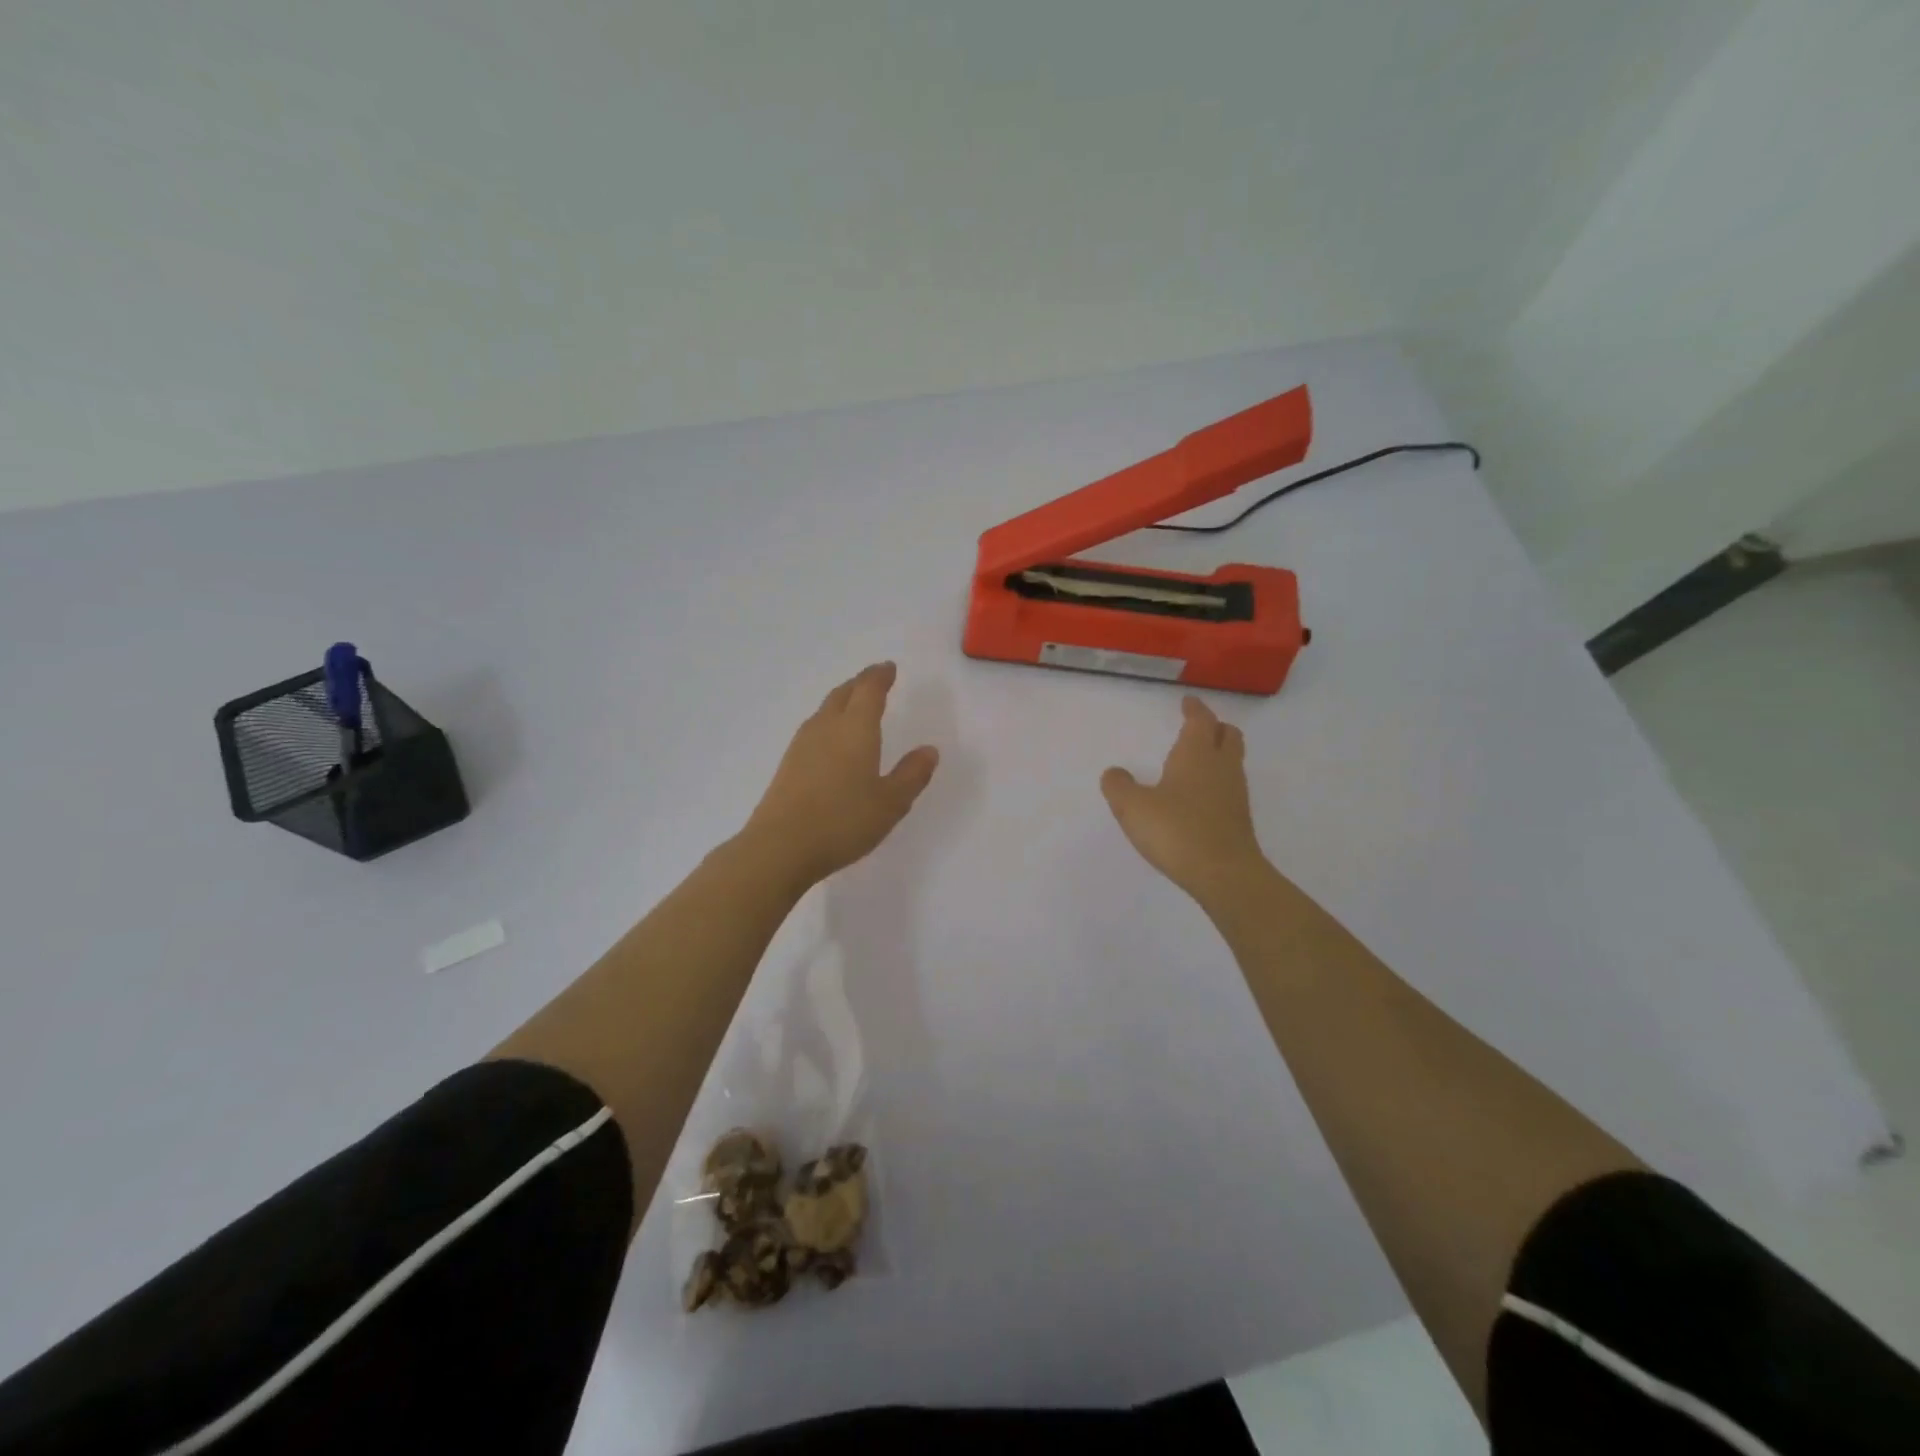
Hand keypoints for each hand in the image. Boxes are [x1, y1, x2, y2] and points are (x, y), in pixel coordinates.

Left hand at [743, 662, 939, 886]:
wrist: (780, 846)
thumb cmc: (843, 821)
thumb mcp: (890, 803)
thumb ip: (912, 774)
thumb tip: (929, 750)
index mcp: (855, 729)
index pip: (869, 690)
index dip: (880, 676)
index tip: (889, 668)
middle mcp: (826, 728)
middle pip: (843, 694)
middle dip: (860, 684)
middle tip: (874, 680)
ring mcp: (802, 745)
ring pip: (825, 710)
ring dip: (842, 701)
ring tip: (854, 705)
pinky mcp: (788, 765)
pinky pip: (813, 730)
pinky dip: (828, 723)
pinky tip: (831, 741)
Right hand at [1101, 696, 1268, 902]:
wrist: (1223, 874)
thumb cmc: (1176, 830)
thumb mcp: (1133, 807)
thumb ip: (1119, 786)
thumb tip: (1114, 773)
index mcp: (1196, 754)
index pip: (1200, 721)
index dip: (1194, 709)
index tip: (1188, 701)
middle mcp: (1221, 767)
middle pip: (1228, 735)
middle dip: (1215, 727)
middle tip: (1199, 727)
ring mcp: (1235, 794)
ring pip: (1232, 761)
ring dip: (1218, 754)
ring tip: (1197, 760)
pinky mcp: (1238, 819)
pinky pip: (1229, 787)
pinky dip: (1217, 782)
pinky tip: (1199, 796)